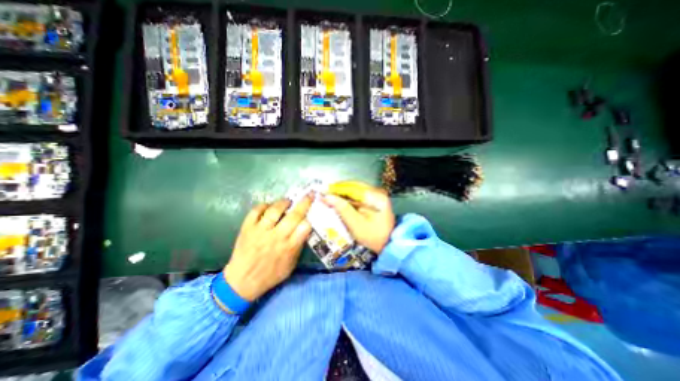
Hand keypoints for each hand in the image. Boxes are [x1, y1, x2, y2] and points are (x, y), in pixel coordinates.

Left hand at [225, 195, 315, 302]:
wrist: (241, 282)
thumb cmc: (270, 275)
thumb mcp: (290, 266)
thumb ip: (298, 247)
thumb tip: (304, 230)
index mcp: (289, 247)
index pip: (305, 227)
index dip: (309, 218)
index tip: (310, 214)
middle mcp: (276, 237)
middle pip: (294, 215)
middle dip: (304, 202)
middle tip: (309, 195)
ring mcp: (260, 231)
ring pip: (275, 210)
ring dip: (283, 202)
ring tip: (288, 201)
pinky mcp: (247, 228)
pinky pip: (256, 211)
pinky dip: (263, 205)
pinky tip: (269, 206)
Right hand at [325, 180, 395, 253]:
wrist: (388, 244)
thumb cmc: (372, 236)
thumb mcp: (356, 224)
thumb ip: (342, 209)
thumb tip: (327, 197)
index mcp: (375, 196)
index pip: (352, 187)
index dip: (337, 188)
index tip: (324, 191)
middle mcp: (377, 192)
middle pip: (354, 186)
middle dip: (339, 190)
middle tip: (325, 194)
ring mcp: (377, 195)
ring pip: (355, 189)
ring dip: (343, 193)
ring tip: (330, 197)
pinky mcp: (374, 200)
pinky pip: (358, 195)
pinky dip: (348, 197)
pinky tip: (340, 201)